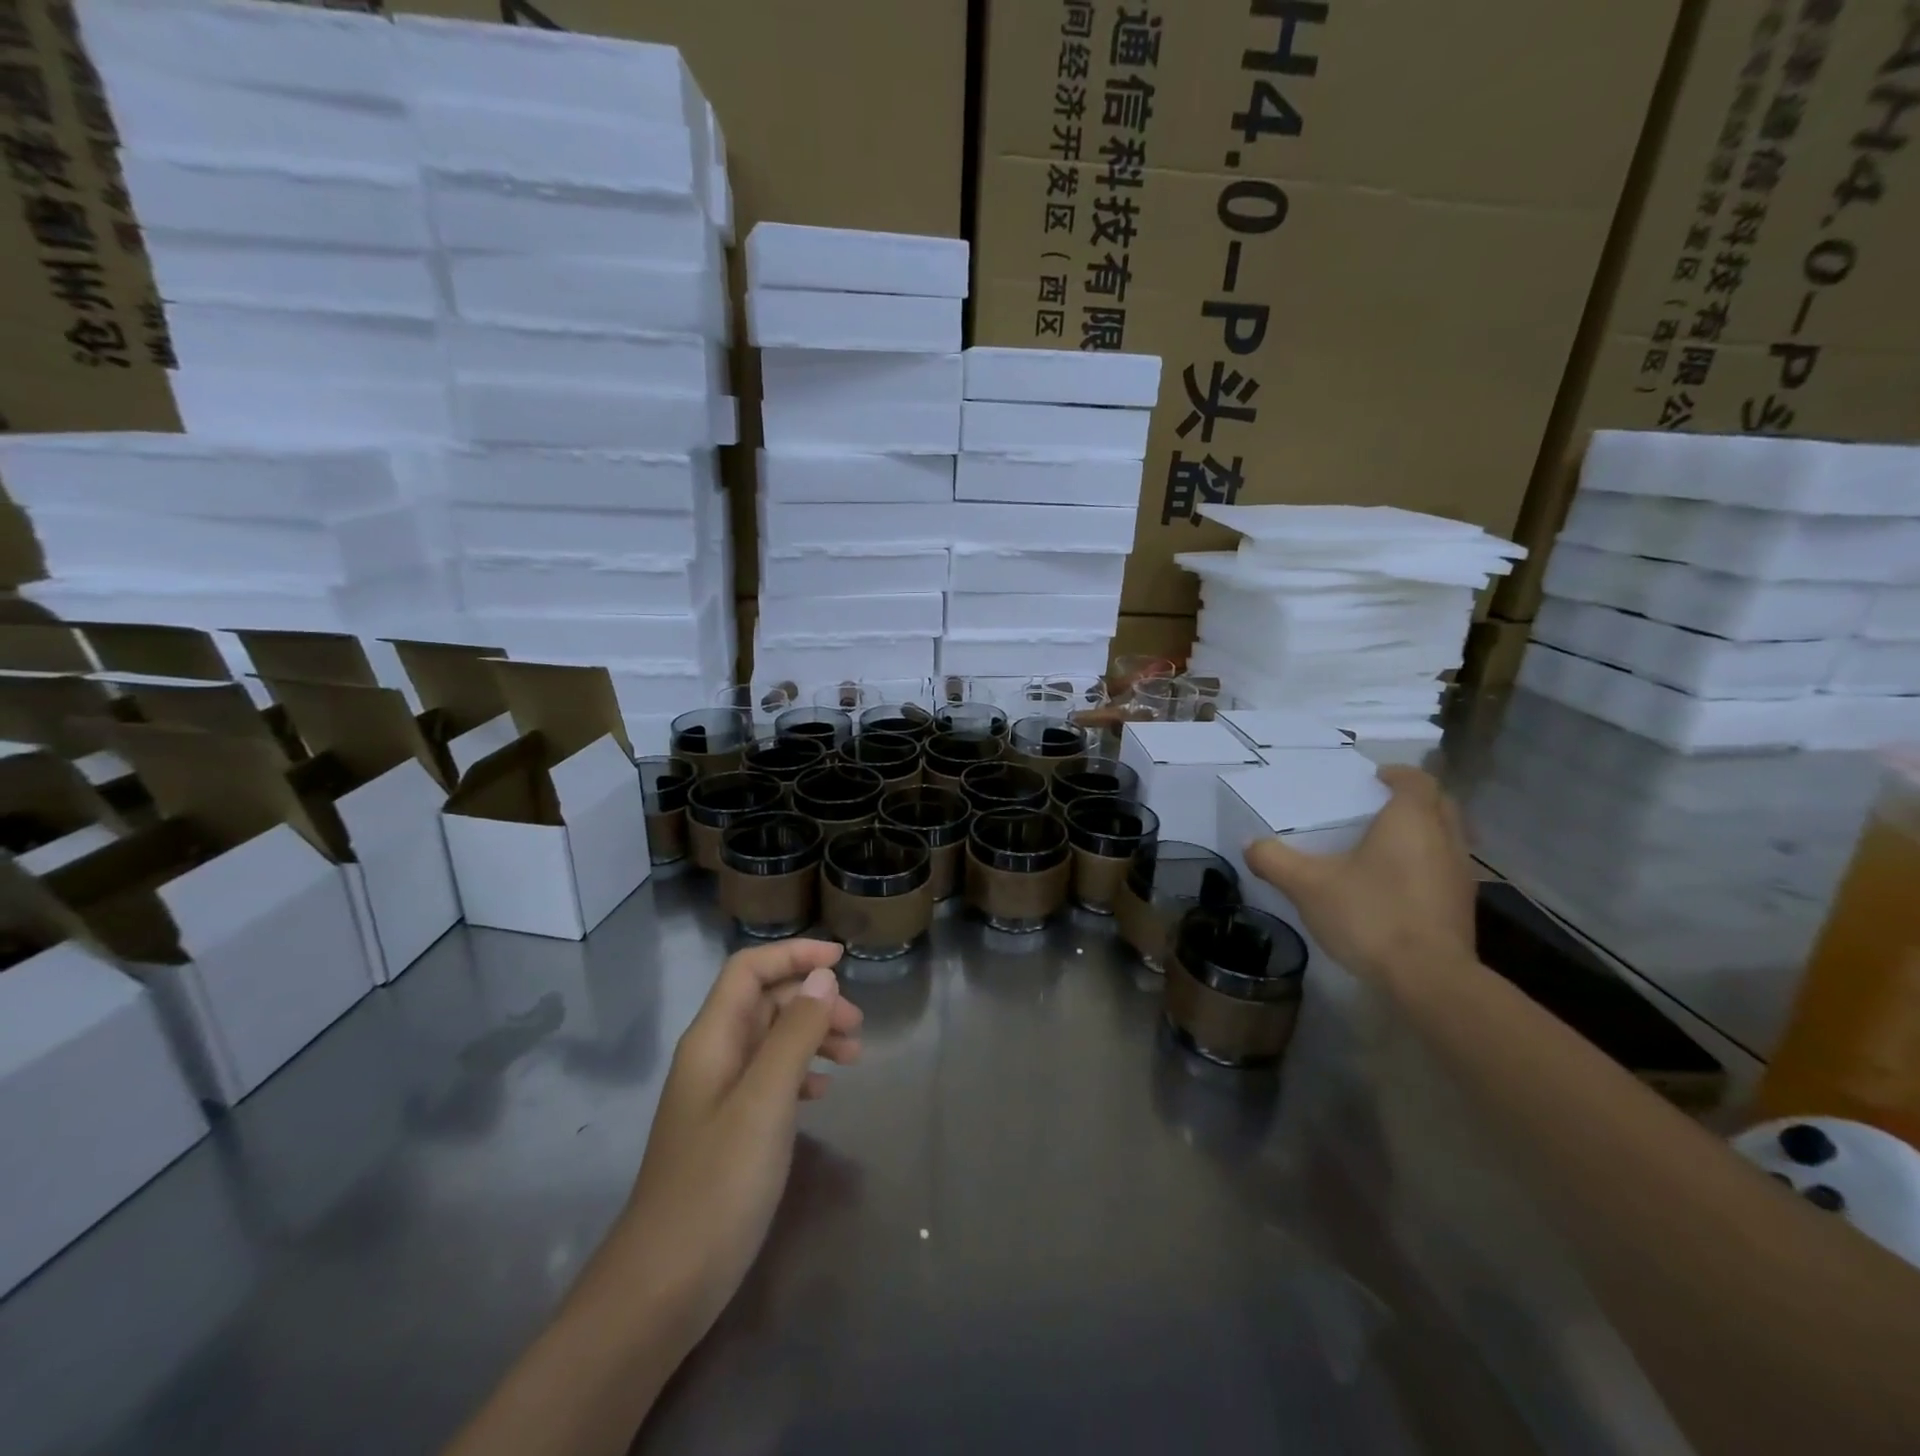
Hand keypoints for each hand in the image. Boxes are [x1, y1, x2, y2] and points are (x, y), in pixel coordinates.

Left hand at [617, 939, 863, 1348]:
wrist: (663, 1287)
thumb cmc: (717, 1185)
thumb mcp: (765, 1102)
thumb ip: (795, 1034)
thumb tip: (822, 978)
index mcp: (712, 1040)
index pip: (749, 970)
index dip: (793, 954)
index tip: (842, 961)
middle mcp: (712, 1057)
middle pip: (764, 1002)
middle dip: (812, 1001)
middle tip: (858, 1027)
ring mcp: (718, 1096)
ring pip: (770, 1041)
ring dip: (812, 1037)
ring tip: (854, 1059)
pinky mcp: (728, 1130)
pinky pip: (769, 1079)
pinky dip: (801, 1073)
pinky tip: (824, 1093)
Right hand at [1244, 765, 1477, 993]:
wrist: (1429, 979)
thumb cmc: (1370, 915)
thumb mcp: (1307, 885)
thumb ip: (1275, 860)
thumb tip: (1250, 844)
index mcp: (1411, 820)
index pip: (1416, 780)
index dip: (1397, 774)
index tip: (1374, 778)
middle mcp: (1445, 838)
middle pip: (1439, 804)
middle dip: (1413, 800)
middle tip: (1379, 807)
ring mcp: (1460, 874)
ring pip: (1447, 837)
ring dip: (1423, 833)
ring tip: (1385, 845)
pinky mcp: (1463, 906)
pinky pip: (1445, 868)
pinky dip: (1426, 864)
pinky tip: (1396, 885)